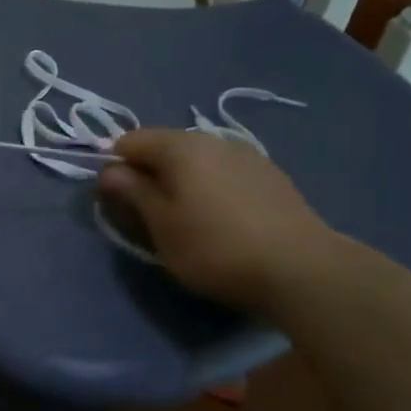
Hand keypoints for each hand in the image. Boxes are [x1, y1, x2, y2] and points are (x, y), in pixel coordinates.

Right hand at [96, 128, 342, 313]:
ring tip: (185, 220)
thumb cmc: (214, 246)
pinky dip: (209, 189)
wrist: (301, 270)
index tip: (115, 201)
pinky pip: (223, 174)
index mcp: (181, 146)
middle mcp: (214, 140)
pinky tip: (219, 221)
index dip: (114, 167)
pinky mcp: (272, 178)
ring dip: (180, 182)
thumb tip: (108, 171)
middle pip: (164, 147)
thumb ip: (131, 192)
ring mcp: (248, 156)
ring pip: (196, 161)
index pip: (129, 141)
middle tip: (147, 215)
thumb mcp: (159, 224)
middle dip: (148, 174)